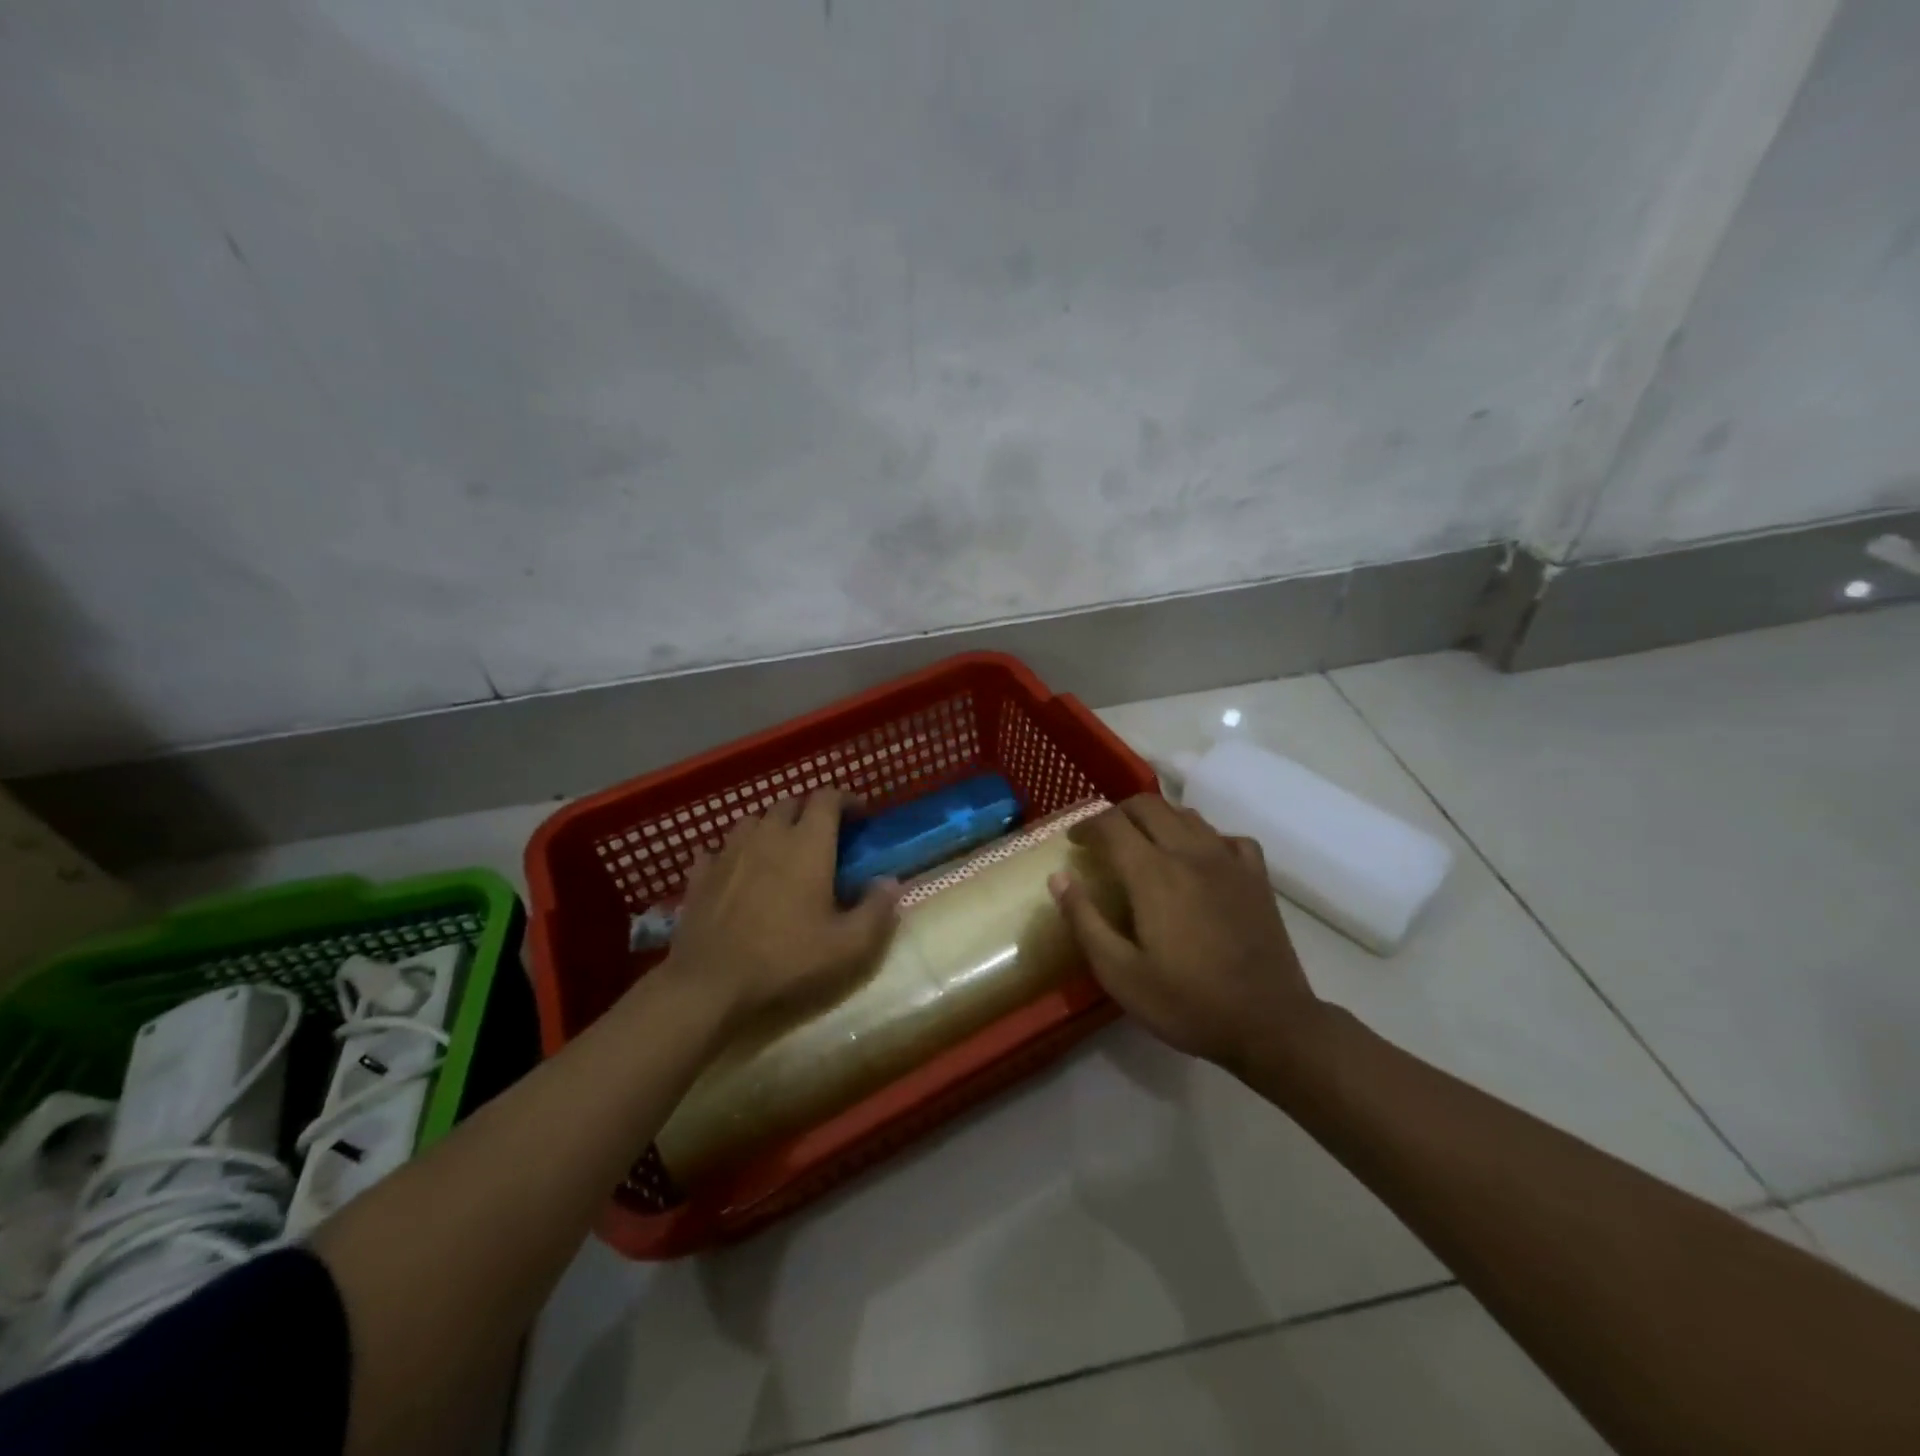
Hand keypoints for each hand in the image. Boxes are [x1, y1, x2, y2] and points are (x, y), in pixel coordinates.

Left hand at [660, 789, 899, 1036]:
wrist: (710, 986)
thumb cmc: (787, 960)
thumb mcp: (848, 946)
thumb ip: (877, 909)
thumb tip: (890, 881)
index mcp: (808, 844)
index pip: (827, 798)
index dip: (846, 800)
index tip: (860, 816)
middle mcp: (767, 835)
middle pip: (789, 803)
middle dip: (809, 812)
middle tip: (824, 838)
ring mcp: (728, 853)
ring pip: (752, 821)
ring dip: (771, 828)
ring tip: (780, 852)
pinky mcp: (699, 876)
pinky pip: (717, 851)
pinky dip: (732, 854)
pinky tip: (736, 873)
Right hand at [1049, 794, 1321, 1073]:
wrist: (1270, 1025)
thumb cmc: (1187, 1003)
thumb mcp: (1120, 974)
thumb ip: (1084, 921)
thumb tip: (1058, 878)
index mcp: (1153, 874)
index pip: (1112, 824)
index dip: (1086, 825)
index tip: (1073, 841)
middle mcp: (1191, 853)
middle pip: (1149, 806)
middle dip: (1118, 814)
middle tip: (1102, 839)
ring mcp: (1229, 862)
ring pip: (1187, 815)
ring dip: (1157, 820)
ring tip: (1143, 845)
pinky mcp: (1257, 877)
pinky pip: (1227, 837)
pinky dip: (1205, 837)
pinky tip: (1200, 859)